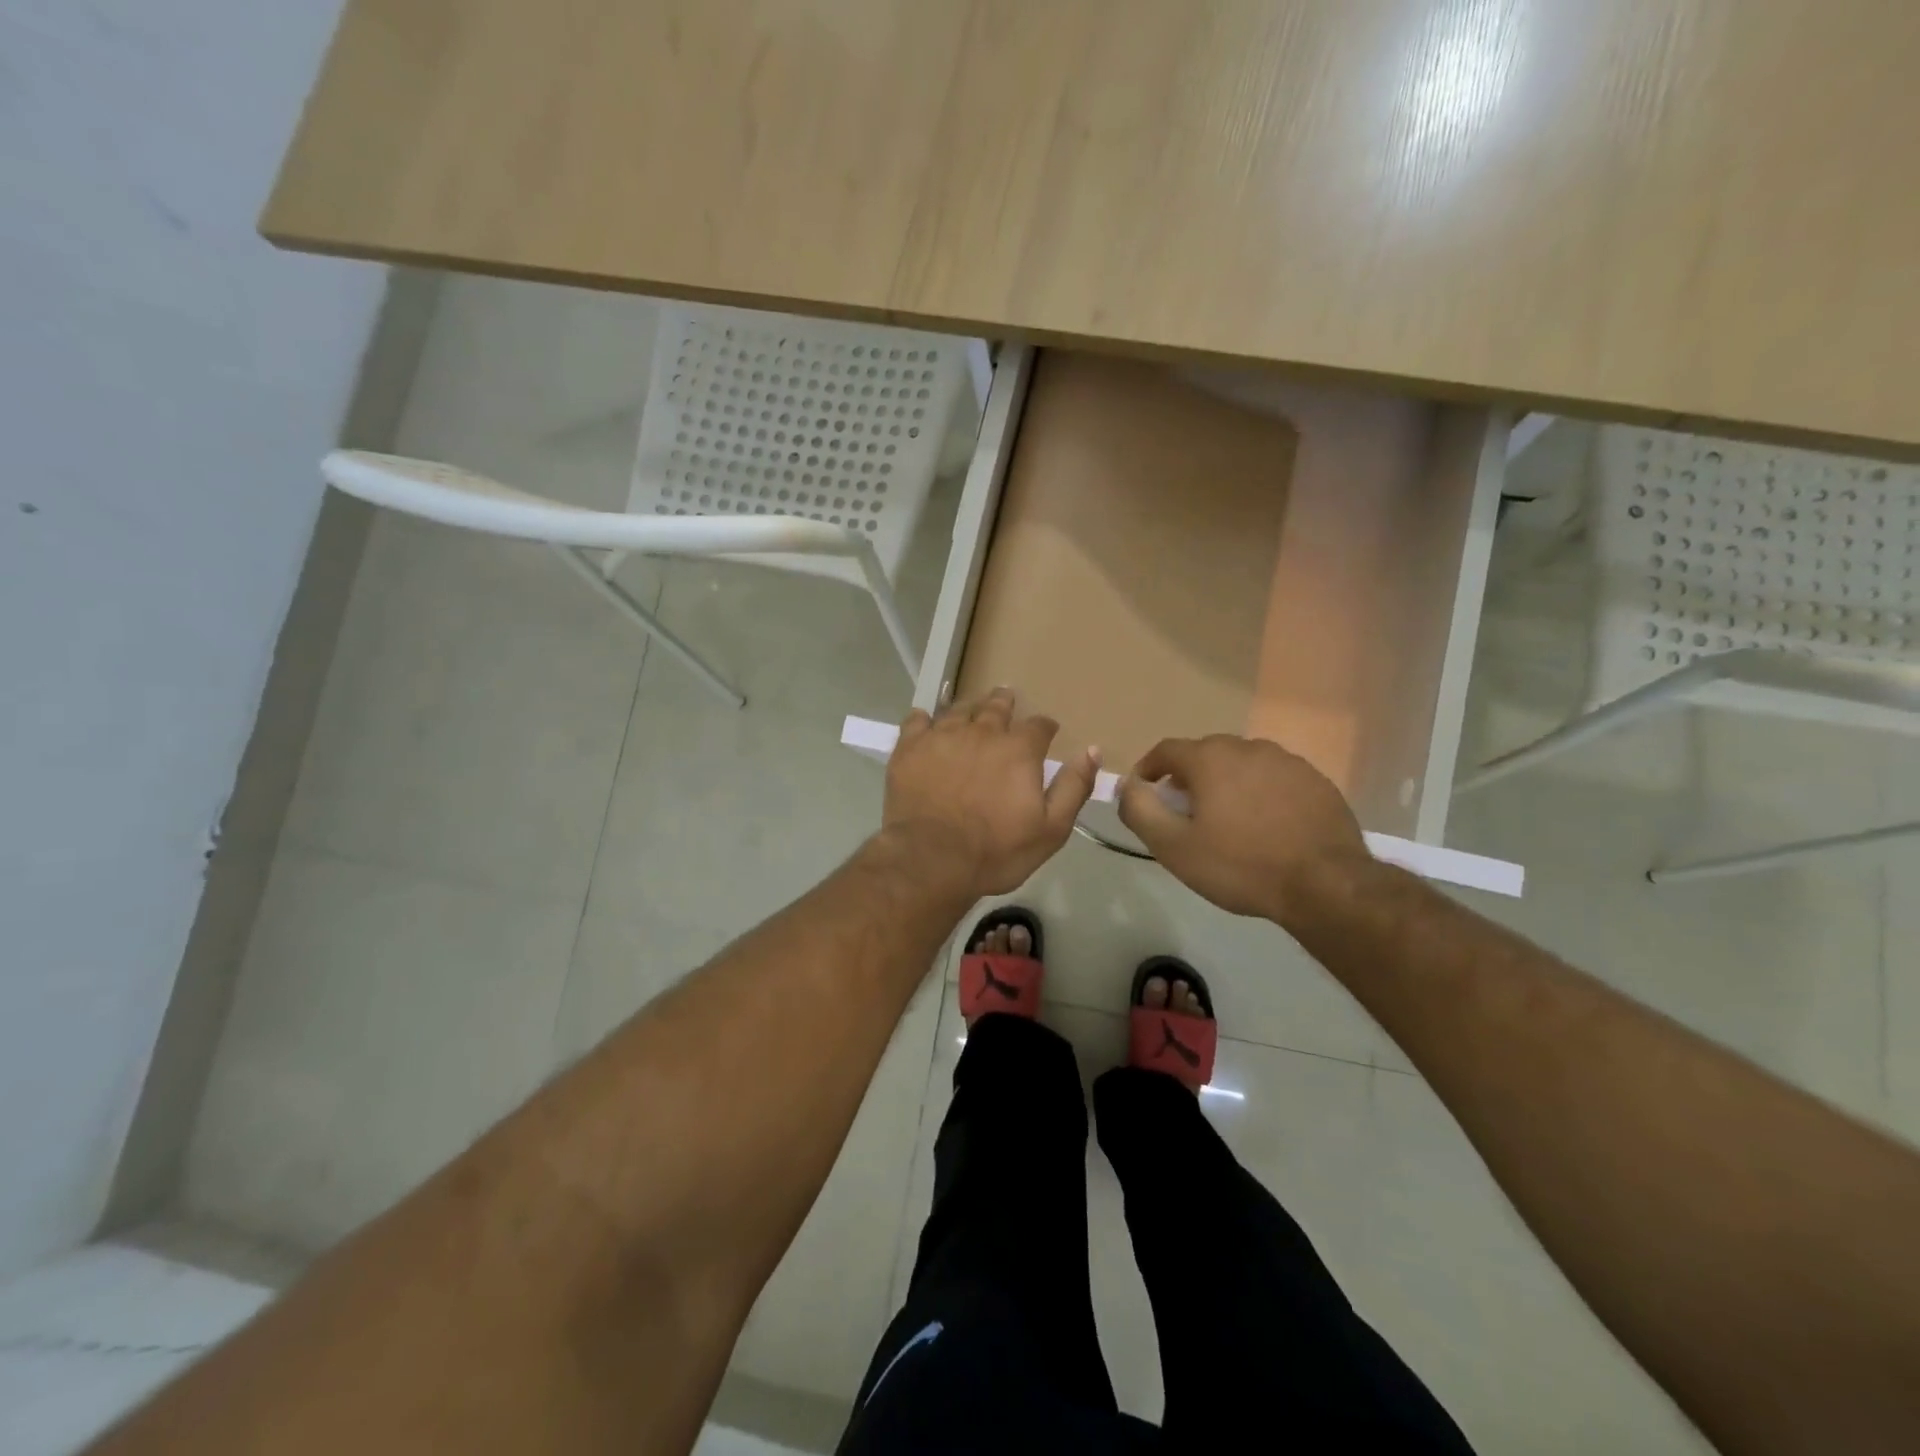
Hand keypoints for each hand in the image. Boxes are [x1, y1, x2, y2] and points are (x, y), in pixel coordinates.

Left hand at [883, 689, 1099, 896]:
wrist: (931, 859)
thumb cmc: (996, 850)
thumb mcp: (1051, 828)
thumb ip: (1073, 787)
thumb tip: (1092, 751)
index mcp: (1019, 750)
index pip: (1039, 726)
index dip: (1044, 727)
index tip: (1046, 732)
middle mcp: (982, 732)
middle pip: (997, 706)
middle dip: (1005, 703)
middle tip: (1006, 700)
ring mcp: (942, 736)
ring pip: (959, 709)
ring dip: (970, 708)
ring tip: (972, 709)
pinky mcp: (909, 747)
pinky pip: (917, 720)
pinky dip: (924, 719)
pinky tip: (925, 724)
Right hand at [1118, 735, 1368, 924]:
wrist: (1325, 885)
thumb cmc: (1240, 865)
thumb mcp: (1173, 846)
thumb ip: (1139, 810)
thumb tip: (1127, 786)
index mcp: (1211, 758)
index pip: (1166, 750)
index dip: (1148, 768)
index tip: (1144, 792)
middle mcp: (1249, 747)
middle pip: (1206, 754)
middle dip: (1188, 777)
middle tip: (1184, 811)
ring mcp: (1288, 762)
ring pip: (1243, 765)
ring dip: (1227, 783)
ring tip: (1227, 819)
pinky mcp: (1317, 781)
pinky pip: (1275, 779)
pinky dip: (1261, 793)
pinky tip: (1266, 825)